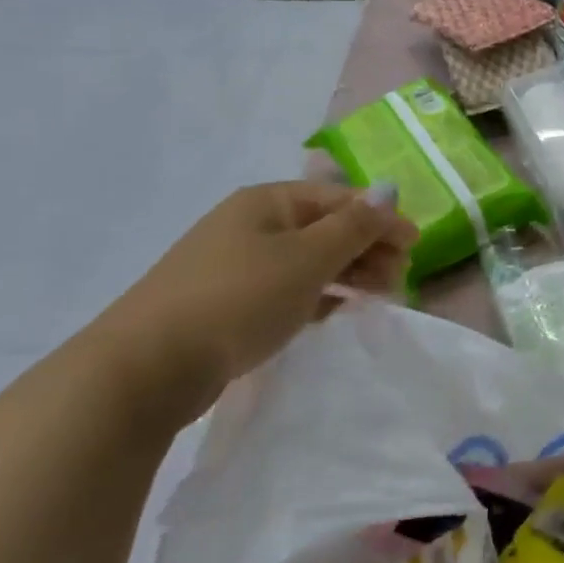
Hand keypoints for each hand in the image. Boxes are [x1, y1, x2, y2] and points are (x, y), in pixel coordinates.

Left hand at [90, 180, 416, 420]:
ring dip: (347, 272)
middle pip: (325, 227)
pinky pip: (287, 288)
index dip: (381, 218)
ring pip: (307, 260)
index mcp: (268, 202)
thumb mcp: (307, 258)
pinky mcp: (226, 303)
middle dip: (367, 248)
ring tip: (378, 296)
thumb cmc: (239, 299)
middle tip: (400, 278)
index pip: (340, 199)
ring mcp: (235, 265)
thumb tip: (387, 195)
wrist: (147, 367)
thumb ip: (354, 227)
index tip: (416, 246)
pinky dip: (317, 295)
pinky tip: (335, 311)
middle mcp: (251, 225)